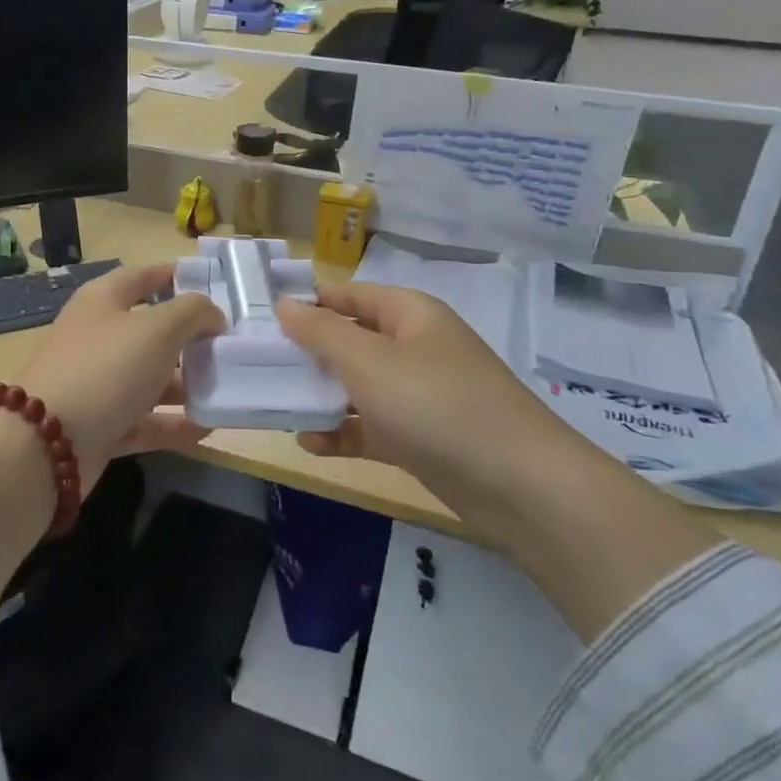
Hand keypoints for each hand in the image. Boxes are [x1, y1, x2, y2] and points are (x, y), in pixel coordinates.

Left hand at [14, 263, 224, 475]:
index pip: (142, 277)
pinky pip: (145, 420)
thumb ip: (193, 313)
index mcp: (103, 301)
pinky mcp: (101, 426)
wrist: (46, 443)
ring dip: (186, 383)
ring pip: (150, 378)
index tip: (211, 283)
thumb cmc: (105, 368)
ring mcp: (98, 384)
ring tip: (228, 388)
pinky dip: (174, 423)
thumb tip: (212, 317)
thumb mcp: (157, 328)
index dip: (173, 276)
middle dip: (190, 337)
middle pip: (150, 331)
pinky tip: (209, 427)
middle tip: (231, 345)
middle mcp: (98, 337)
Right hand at [277, 282, 584, 544]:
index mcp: (409, 315)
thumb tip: (285, 305)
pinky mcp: (421, 437)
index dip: (308, 303)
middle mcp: (414, 347)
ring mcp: (419, 394)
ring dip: (321, 396)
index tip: (262, 321)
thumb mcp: (367, 361)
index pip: (349, 295)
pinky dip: (343, 432)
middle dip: (308, 353)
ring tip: (278, 405)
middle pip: (351, 340)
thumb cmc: (435, 404)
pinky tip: (310, 443)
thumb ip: (320, 332)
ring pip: (358, 386)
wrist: (520, 485)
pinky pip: (371, 426)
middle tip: (260, 367)